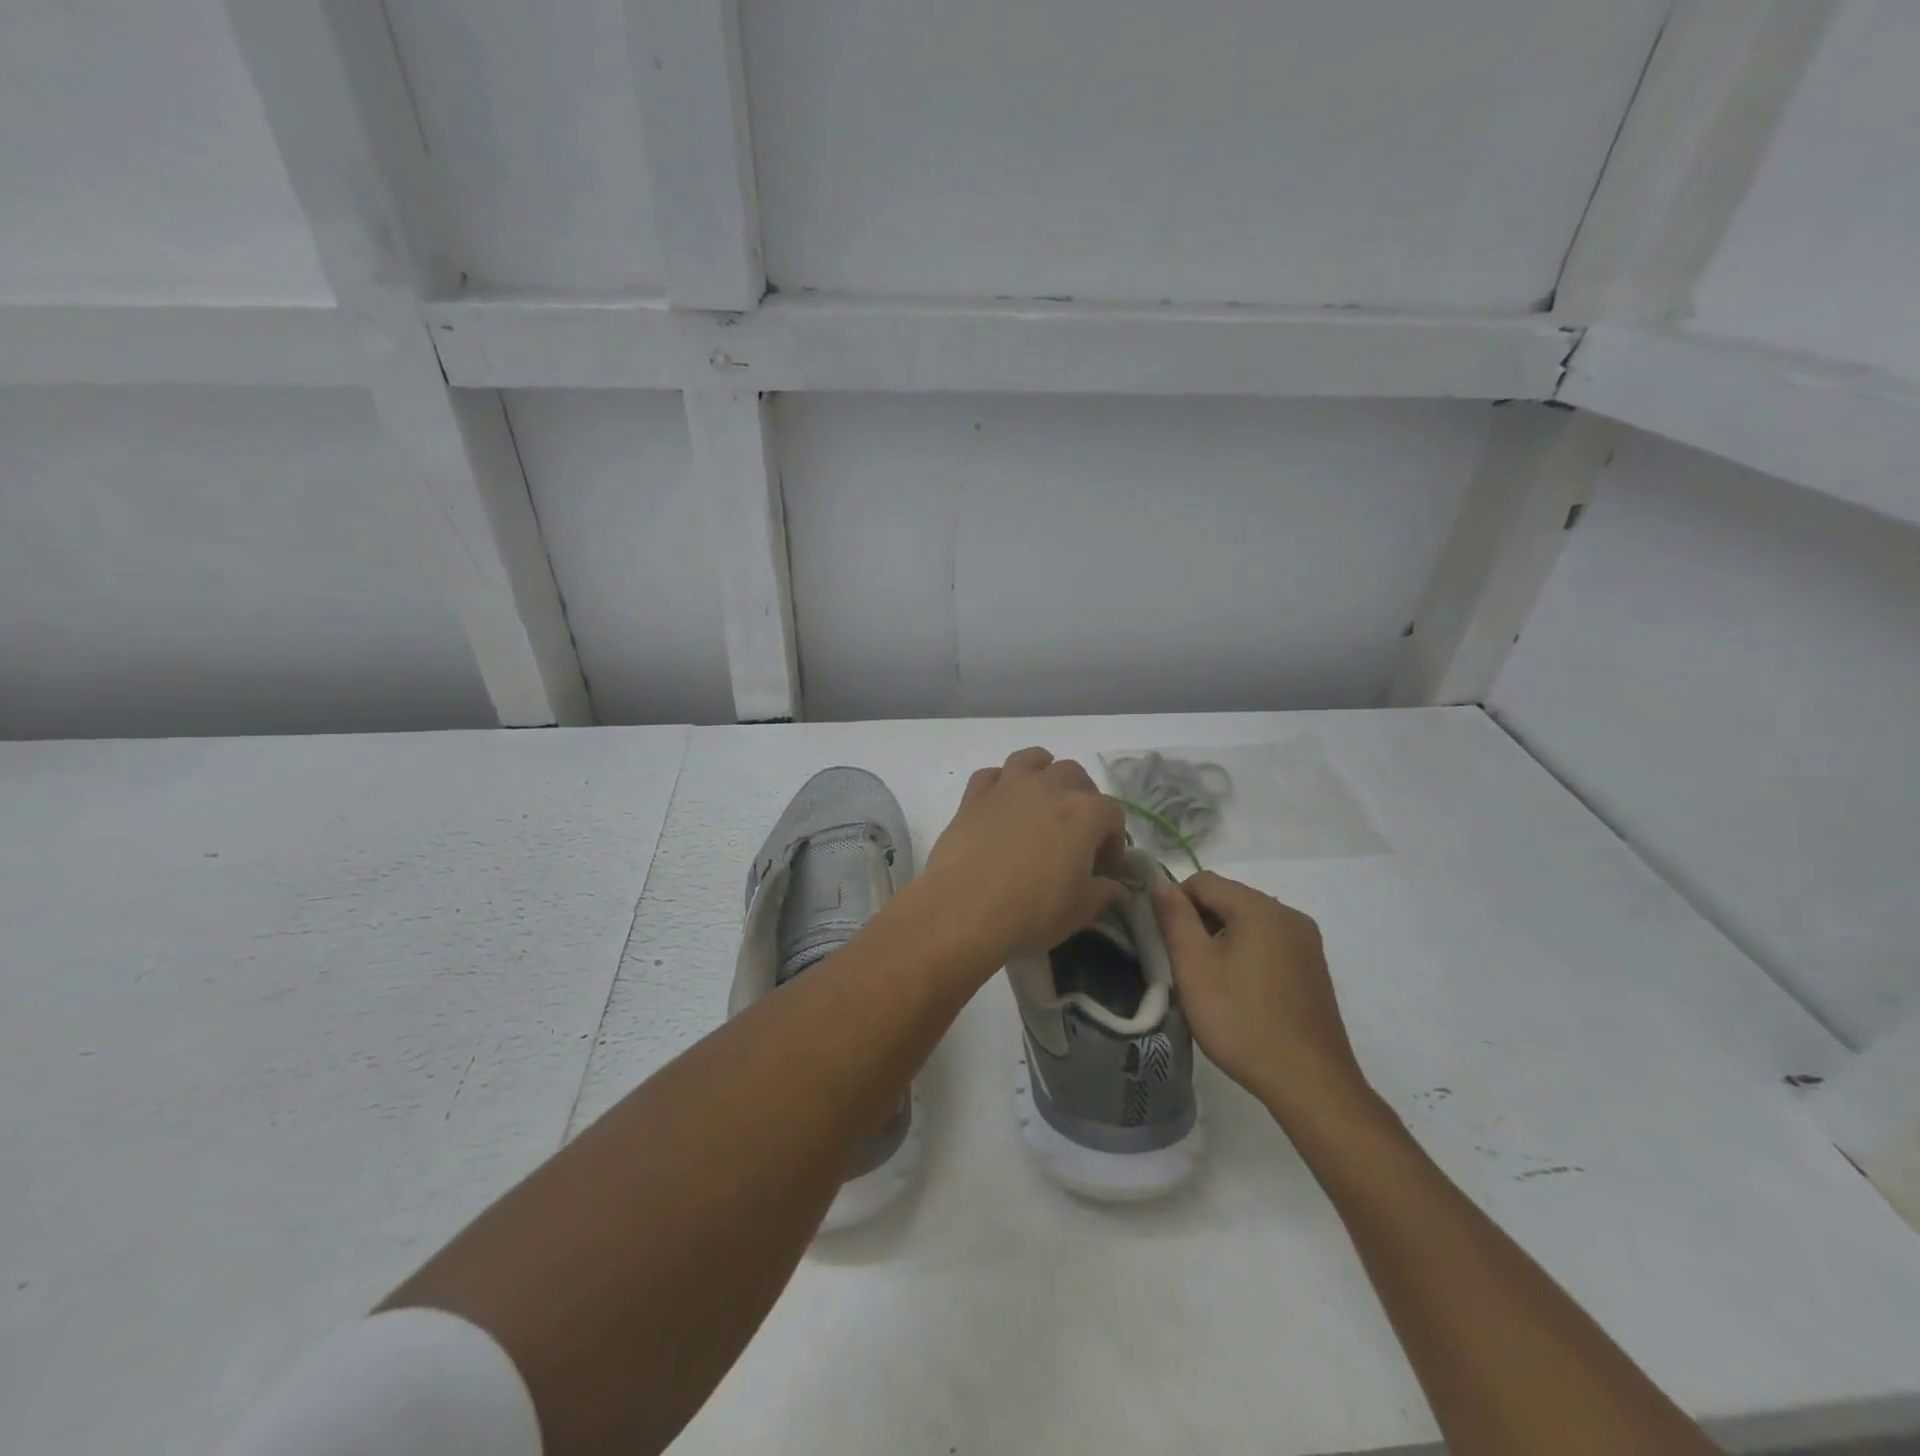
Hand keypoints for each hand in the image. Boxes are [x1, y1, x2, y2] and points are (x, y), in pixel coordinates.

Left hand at [918, 747, 1128, 966]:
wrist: (963, 911)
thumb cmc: (1031, 912)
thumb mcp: (1080, 911)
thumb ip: (1105, 892)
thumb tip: (1116, 887)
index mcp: (1084, 813)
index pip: (1113, 814)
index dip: (1114, 842)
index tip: (1105, 870)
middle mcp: (1049, 788)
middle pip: (1076, 775)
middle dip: (1083, 799)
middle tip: (1077, 832)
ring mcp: (1008, 787)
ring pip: (1032, 759)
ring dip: (1044, 772)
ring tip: (1043, 799)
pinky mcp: (973, 797)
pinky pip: (991, 775)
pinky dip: (1001, 783)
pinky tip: (1002, 805)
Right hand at [1149, 871, 1370, 1124]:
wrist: (1309, 1083)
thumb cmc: (1242, 1021)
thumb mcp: (1194, 967)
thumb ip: (1174, 918)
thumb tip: (1159, 881)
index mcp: (1261, 908)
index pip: (1203, 881)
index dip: (1175, 903)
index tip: (1164, 941)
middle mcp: (1289, 915)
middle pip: (1228, 898)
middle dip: (1199, 922)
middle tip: (1183, 964)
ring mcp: (1307, 942)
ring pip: (1248, 922)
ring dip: (1221, 939)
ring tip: (1209, 981)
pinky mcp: (1313, 968)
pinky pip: (1269, 943)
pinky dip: (1246, 954)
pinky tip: (1239, 992)